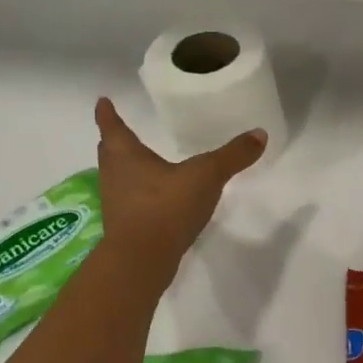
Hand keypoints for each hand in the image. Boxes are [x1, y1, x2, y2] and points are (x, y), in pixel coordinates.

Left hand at [94, 97, 265, 276]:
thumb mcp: (206, 175)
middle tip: (119, 132)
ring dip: (125, 169)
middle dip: (114, 142)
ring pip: (117, 178)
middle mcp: (115, 176)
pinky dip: (139, 195)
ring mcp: (117, 204)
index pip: (113, 128)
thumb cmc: (166, 206)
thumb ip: (233, 155)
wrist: (142, 260)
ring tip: (140, 164)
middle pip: (110, 153)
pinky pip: (130, 202)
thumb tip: (260, 134)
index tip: (102, 102)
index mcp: (127, 156)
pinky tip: (156, 198)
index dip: (108, 114)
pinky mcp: (126, 228)